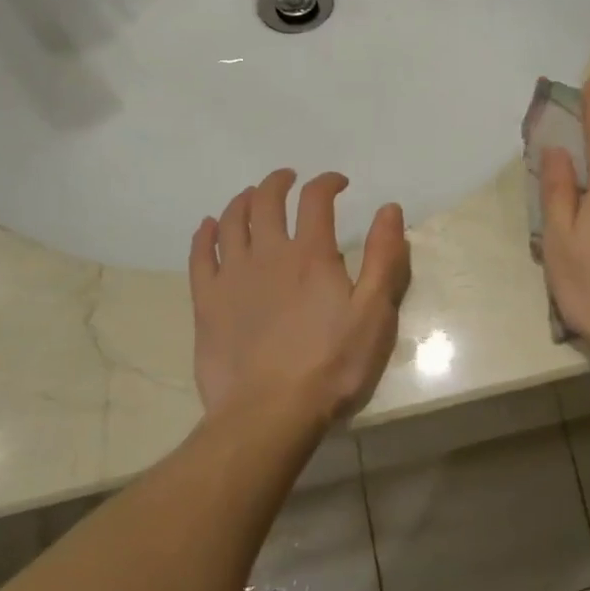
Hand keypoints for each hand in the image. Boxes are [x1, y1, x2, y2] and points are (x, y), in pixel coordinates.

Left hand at [188, 169, 411, 432]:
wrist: (270, 411)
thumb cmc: (333, 364)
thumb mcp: (375, 312)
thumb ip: (384, 257)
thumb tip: (389, 208)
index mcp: (311, 255)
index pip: (316, 199)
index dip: (328, 182)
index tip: (339, 182)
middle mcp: (268, 254)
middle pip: (266, 201)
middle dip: (279, 182)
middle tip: (289, 179)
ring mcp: (232, 277)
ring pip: (231, 222)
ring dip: (243, 200)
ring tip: (252, 195)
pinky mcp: (206, 302)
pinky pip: (200, 256)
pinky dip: (205, 234)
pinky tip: (209, 227)